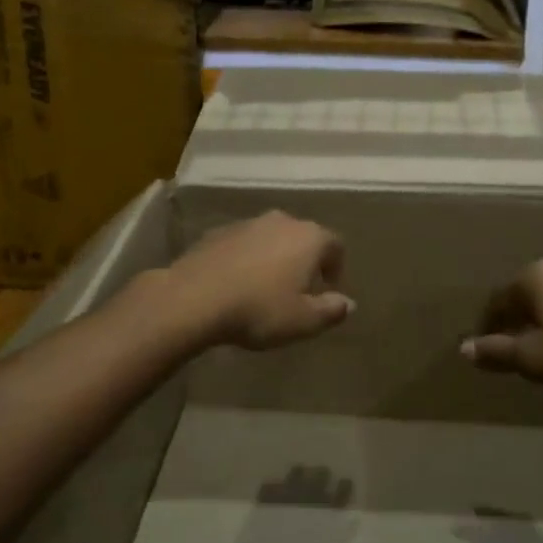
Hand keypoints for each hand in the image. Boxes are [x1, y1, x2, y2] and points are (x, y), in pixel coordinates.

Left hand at [160, 211, 353, 350]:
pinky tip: (237, 283)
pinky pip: (245, 244)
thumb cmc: (258, 309)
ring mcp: (248, 223)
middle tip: (299, 290)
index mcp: (309, 237)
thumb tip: (348, 302)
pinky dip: (248, 258)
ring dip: (275, 258)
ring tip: (266, 288)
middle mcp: (282, 221)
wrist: (194, 297)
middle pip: (304, 237)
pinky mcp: (219, 231)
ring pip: (273, 238)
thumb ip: (331, 310)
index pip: (336, 245)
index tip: (328, 291)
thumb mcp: (303, 321)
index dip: (336, 268)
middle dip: (305, 261)